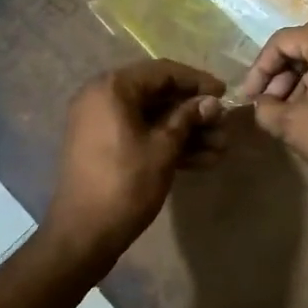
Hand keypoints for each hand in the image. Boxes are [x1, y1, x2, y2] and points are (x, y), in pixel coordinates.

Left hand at [47, 59, 225, 270]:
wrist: (82, 236)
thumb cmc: (125, 185)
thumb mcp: (163, 148)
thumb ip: (188, 118)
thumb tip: (212, 102)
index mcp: (113, 88)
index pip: (163, 72)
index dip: (197, 82)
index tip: (225, 93)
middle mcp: (103, 97)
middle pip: (159, 94)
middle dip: (195, 112)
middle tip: (224, 126)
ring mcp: (102, 123)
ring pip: (153, 118)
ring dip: (187, 131)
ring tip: (221, 148)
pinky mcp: (105, 146)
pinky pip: (141, 134)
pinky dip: (168, 144)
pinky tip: (202, 160)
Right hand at [236, 21, 307, 202]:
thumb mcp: (293, 125)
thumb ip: (267, 108)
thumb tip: (261, 104)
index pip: (284, 40)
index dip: (261, 67)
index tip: (250, 96)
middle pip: (307, 43)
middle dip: (282, 70)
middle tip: (266, 100)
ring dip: (302, 77)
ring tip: (286, 109)